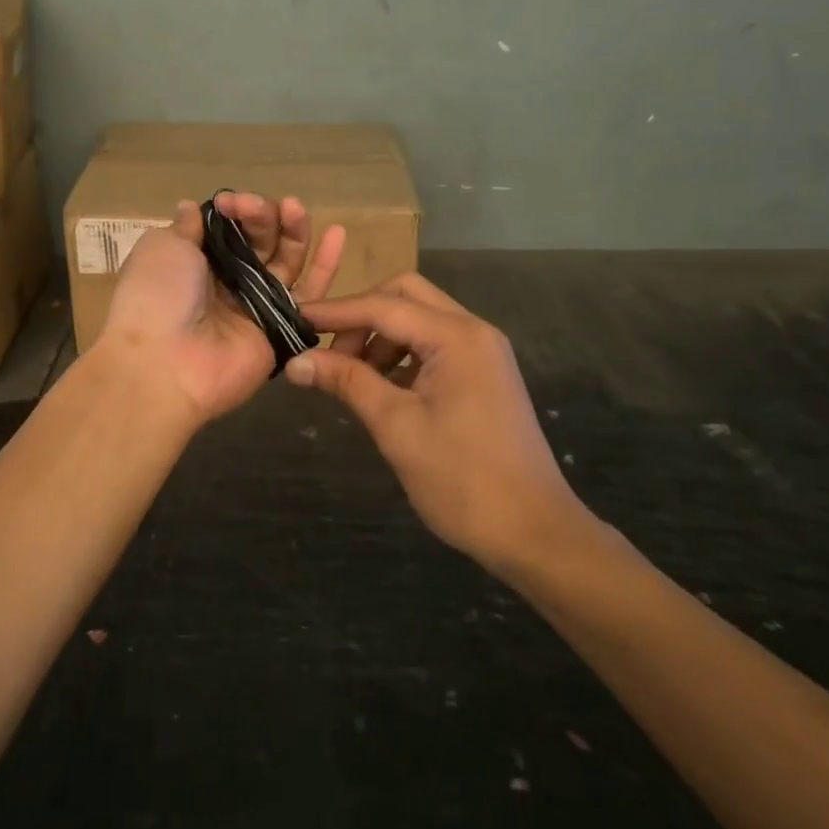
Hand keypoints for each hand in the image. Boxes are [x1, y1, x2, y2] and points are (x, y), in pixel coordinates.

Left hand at [96, 193, 345, 425]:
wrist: (164, 364)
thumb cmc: (156, 297)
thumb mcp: (162, 249)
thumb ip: (185, 227)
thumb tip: (191, 207)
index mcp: (197, 263)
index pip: (230, 228)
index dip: (234, 211)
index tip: (230, 202)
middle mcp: (229, 282)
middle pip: (261, 241)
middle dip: (261, 217)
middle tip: (254, 208)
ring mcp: (257, 305)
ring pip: (286, 261)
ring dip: (293, 231)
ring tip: (295, 207)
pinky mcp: (282, 328)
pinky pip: (309, 294)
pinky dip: (326, 266)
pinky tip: (339, 235)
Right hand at [284, 273, 596, 573]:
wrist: (534, 532)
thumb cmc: (462, 479)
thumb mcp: (396, 427)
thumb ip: (347, 382)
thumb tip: (296, 361)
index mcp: (457, 336)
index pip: (383, 306)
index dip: (335, 312)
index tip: (294, 319)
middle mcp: (474, 331)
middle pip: (406, 296)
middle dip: (362, 316)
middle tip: (331, 352)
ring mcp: (483, 352)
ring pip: (420, 320)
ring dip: (381, 337)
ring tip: (352, 376)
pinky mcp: (484, 374)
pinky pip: (434, 346)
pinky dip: (403, 355)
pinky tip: (382, 387)